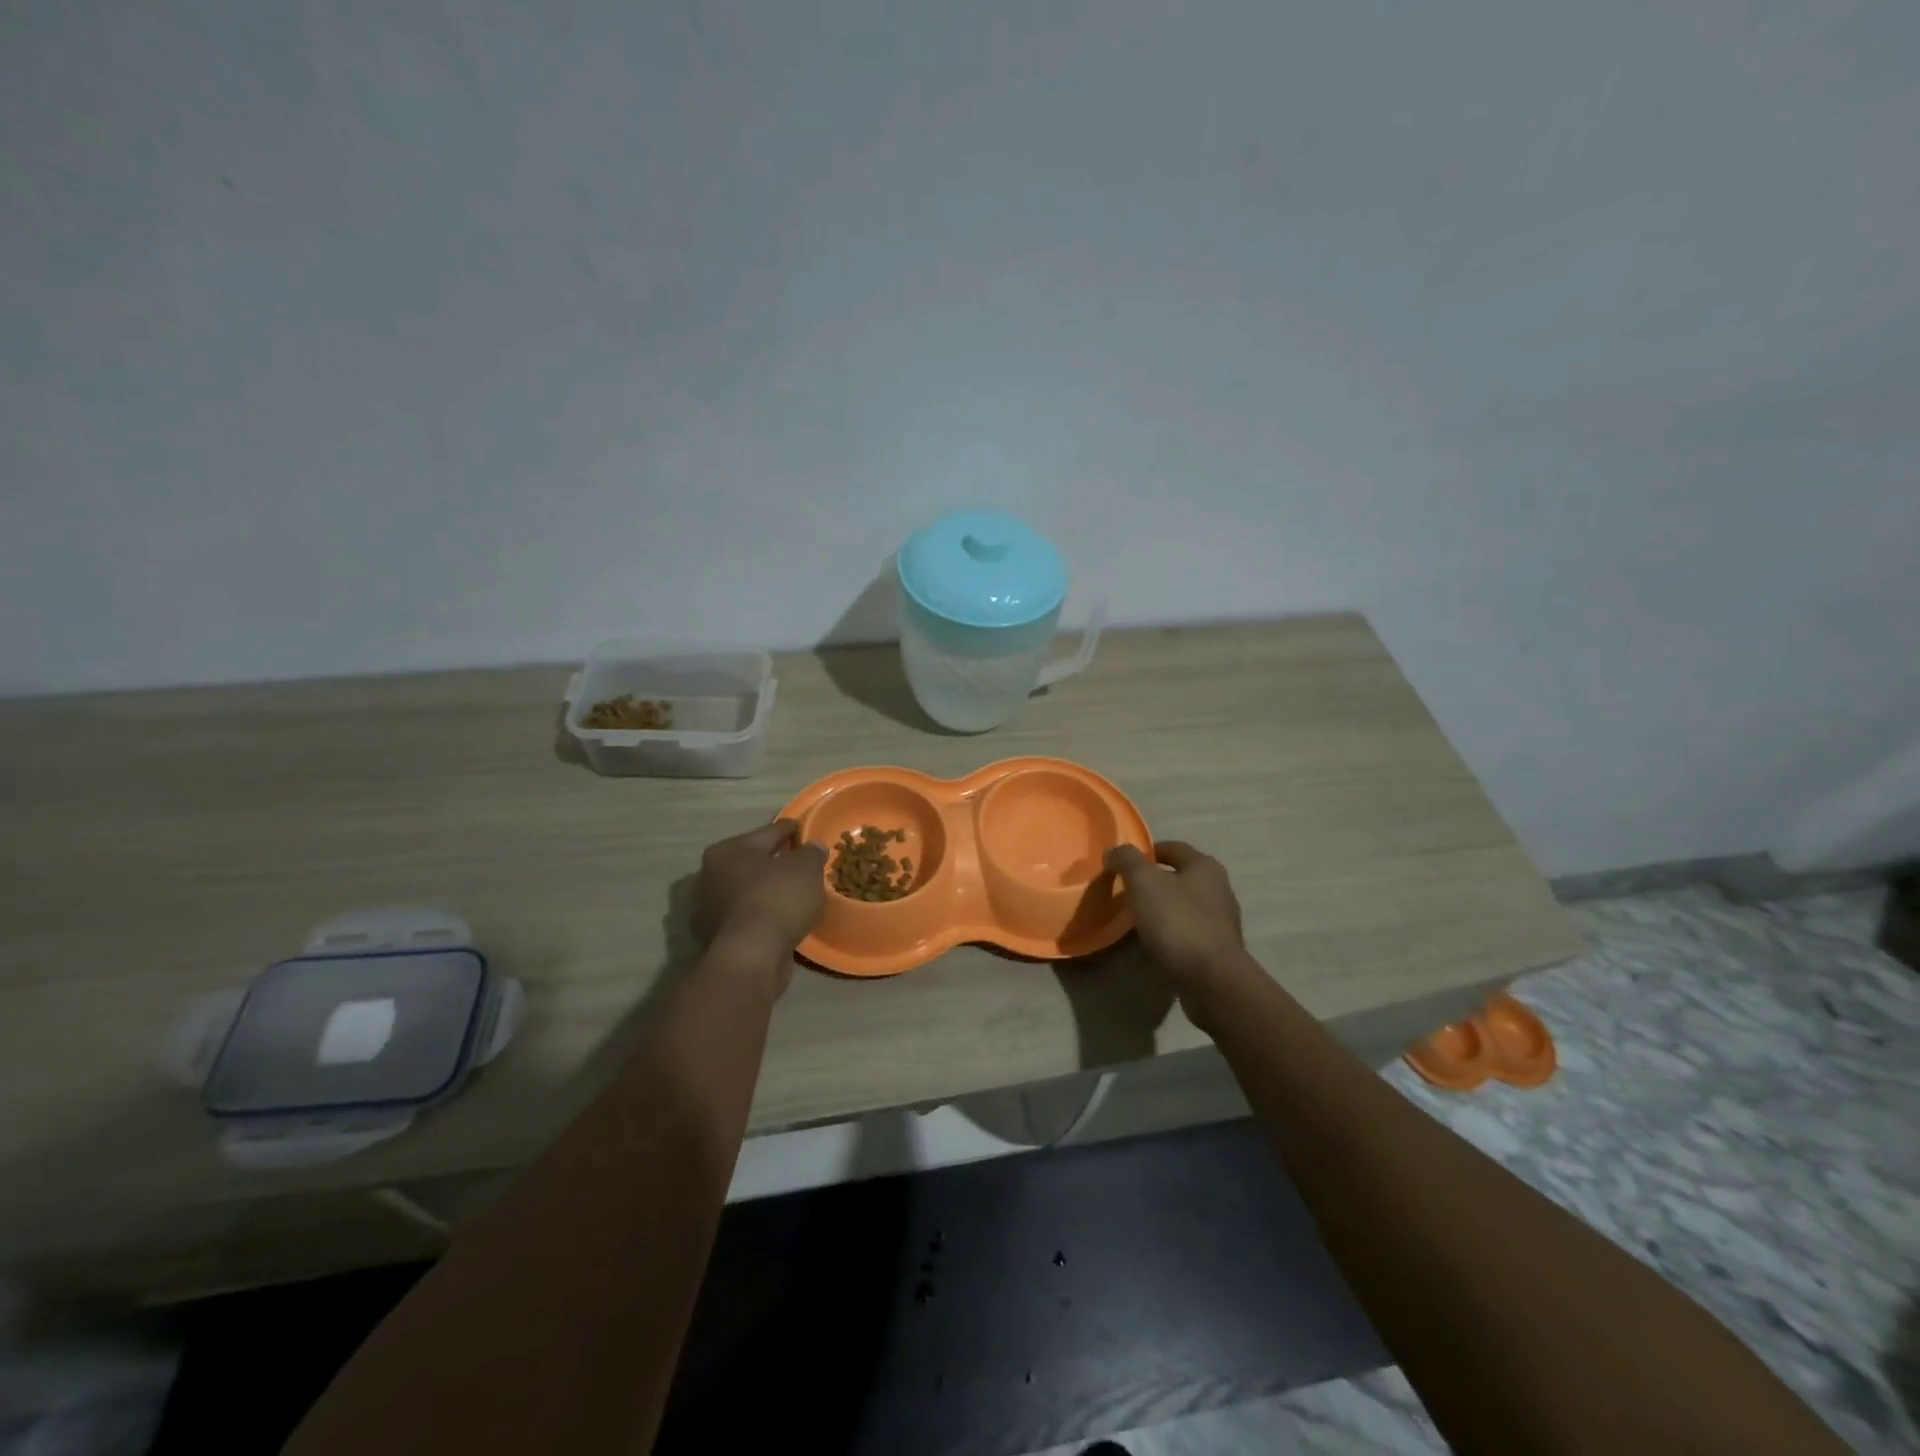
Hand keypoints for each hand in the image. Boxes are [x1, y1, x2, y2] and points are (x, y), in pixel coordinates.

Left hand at [693, 821, 826, 972]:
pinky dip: (765, 914)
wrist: (751, 957)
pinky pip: (749, 916)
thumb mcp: (805, 868)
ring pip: (750, 891)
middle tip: (802, 862)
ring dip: (769, 890)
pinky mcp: (718, 938)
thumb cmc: (776, 899)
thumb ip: (811, 853)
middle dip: (776, 862)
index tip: (804, 829)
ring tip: (797, 892)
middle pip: (753, 862)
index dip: (789, 830)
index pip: (767, 832)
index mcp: (727, 851)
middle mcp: (711, 876)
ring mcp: (711, 909)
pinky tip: (785, 918)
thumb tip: (814, 847)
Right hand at [1105, 841, 1247, 987]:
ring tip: (1136, 919)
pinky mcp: (1218, 950)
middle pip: (1180, 877)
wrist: (1212, 979)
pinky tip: (1154, 943)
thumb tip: (1114, 851)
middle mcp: (1219, 889)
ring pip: (1185, 906)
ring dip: (1163, 909)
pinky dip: (1171, 933)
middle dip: (1154, 881)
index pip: (1173, 847)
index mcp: (1205, 867)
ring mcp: (1221, 922)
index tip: (1124, 862)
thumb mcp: (1144, 882)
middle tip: (1126, 890)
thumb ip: (1127, 860)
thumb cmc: (1177, 921)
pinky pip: (1189, 932)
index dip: (1147, 851)